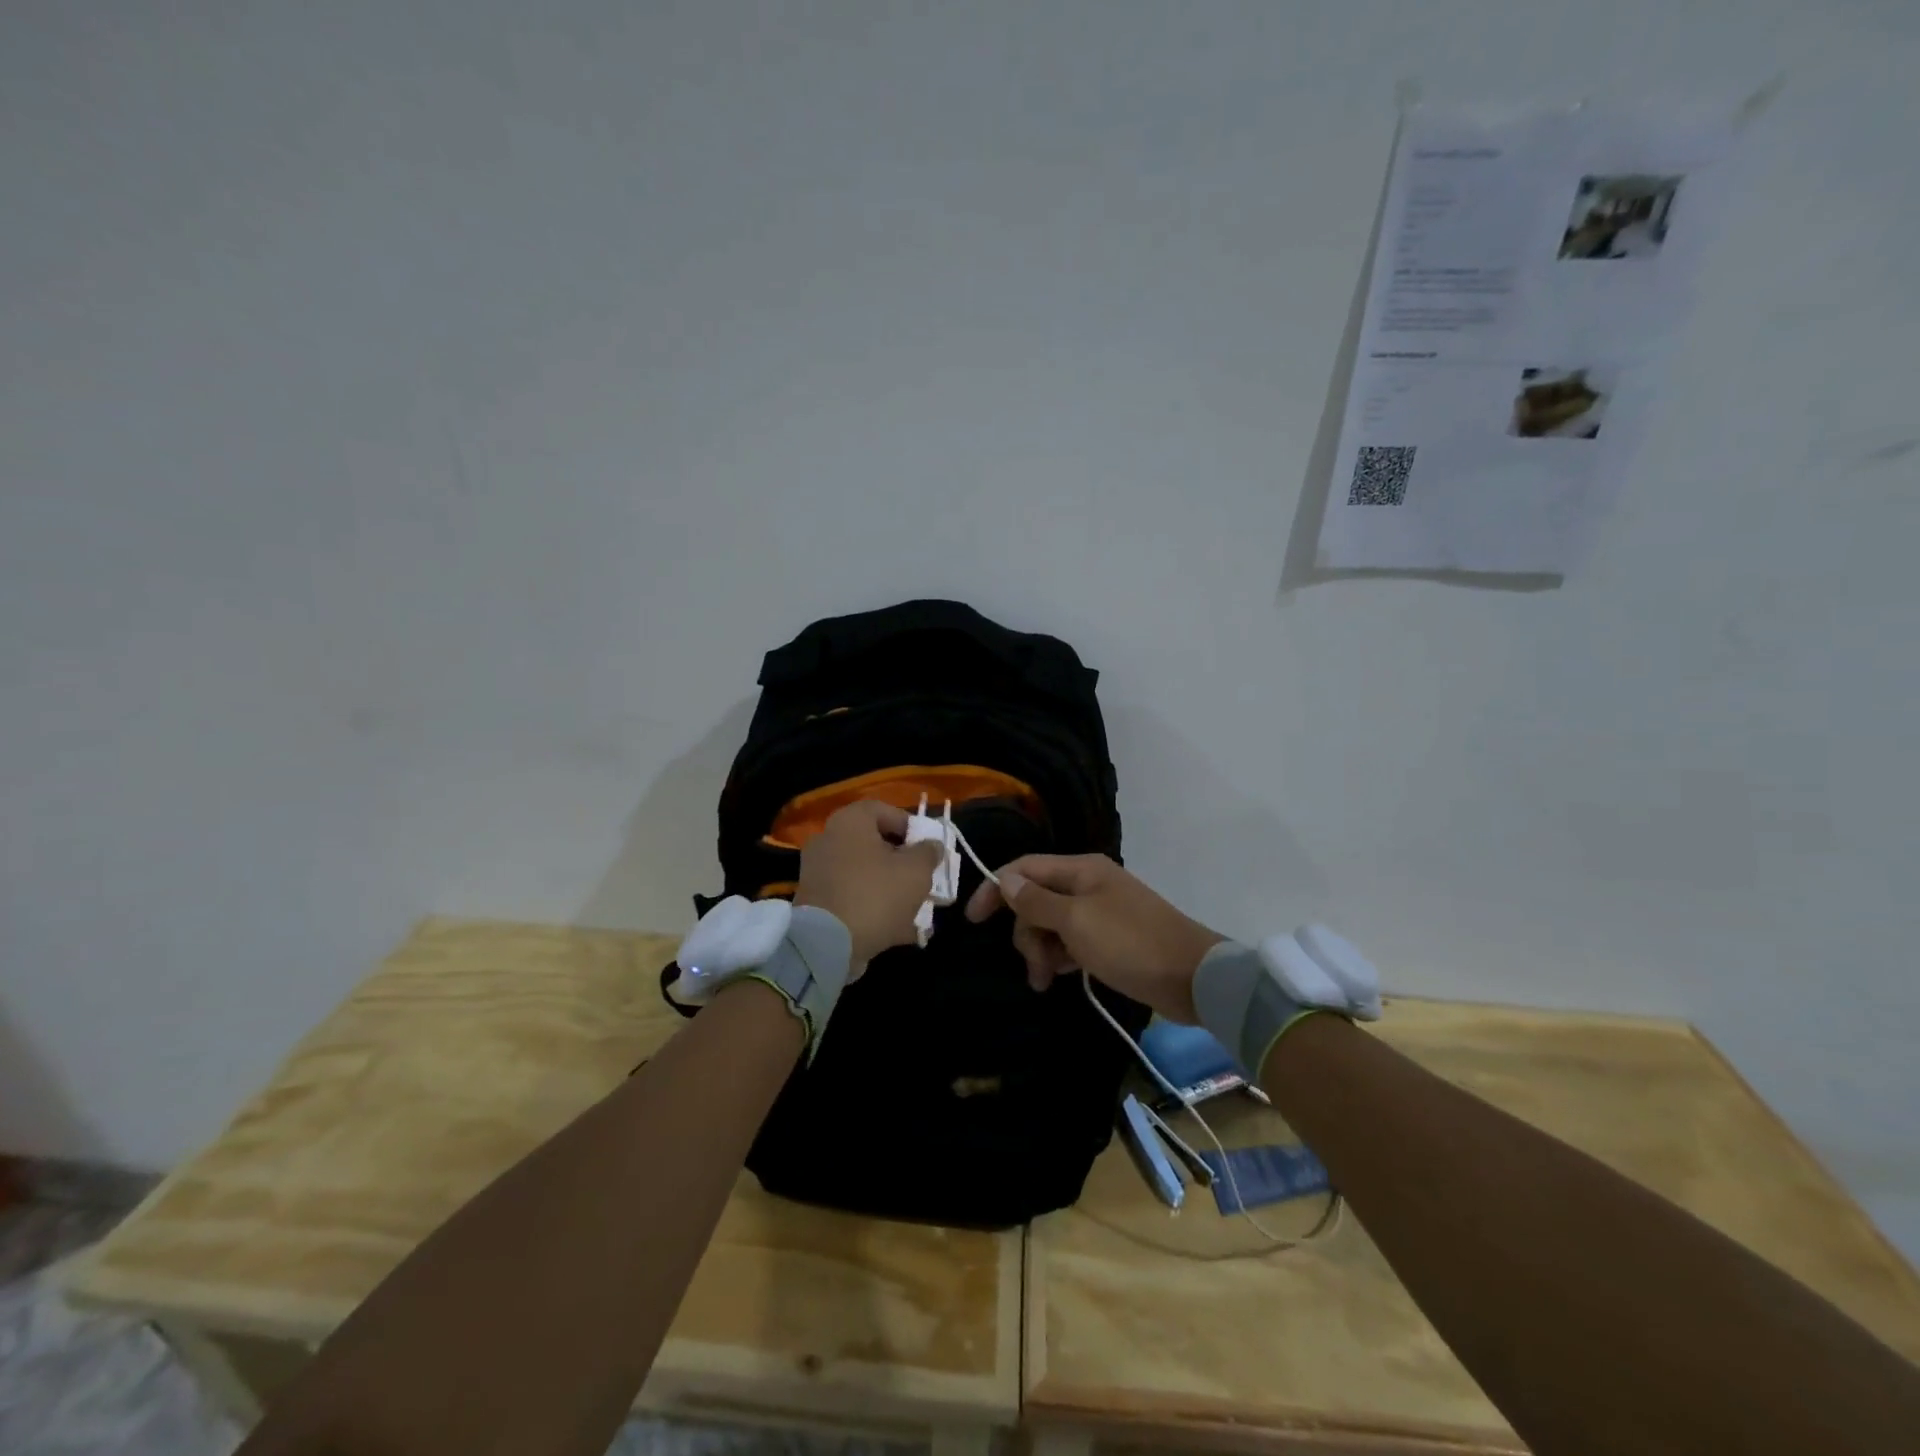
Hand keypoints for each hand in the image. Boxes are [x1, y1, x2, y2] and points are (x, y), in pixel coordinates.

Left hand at [794, 801, 944, 972]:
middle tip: (923, 879)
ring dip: (891, 890)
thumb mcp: (916, 871)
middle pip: (873, 844)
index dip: (909, 825)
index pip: (882, 809)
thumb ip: (928, 853)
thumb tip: (931, 846)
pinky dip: (874, 910)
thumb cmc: (876, 895)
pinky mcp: (816, 903)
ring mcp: (818, 873)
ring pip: (865, 875)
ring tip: (917, 911)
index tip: (927, 847)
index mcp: (849, 822)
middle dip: (902, 863)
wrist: (827, 944)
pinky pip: (852, 898)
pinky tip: (899, 931)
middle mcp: (828, 840)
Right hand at [964, 854, 1223, 1021]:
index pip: (1024, 869)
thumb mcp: (1076, 922)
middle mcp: (1088, 884)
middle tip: (1035, 966)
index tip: (972, 921)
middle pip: (1035, 899)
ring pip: (1051, 923)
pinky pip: (1070, 941)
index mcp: (1081, 870)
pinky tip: (1061, 976)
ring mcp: (1100, 911)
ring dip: (1041, 949)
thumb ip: (1036, 901)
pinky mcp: (1110, 938)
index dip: (995, 890)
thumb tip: (1006, 879)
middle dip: (1026, 932)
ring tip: (1046, 980)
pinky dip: (1060, 956)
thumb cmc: (1130, 943)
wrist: (1193, 978)